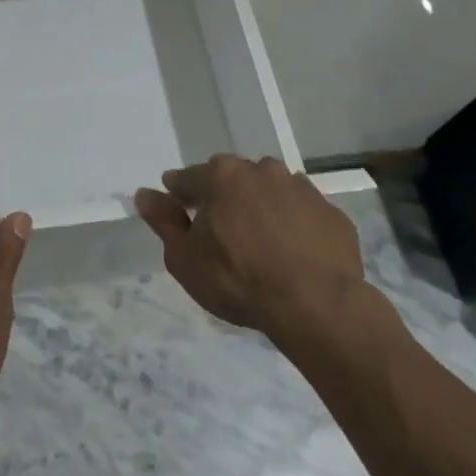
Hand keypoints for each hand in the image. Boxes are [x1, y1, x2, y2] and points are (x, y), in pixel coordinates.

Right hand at [135, 154, 367, 335]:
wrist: (316, 305)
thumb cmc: (238, 280)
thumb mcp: (185, 258)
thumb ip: (163, 222)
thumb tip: (144, 194)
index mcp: (220, 176)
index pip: (187, 177)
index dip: (179, 194)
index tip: (178, 212)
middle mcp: (260, 170)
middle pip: (231, 177)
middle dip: (222, 195)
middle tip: (221, 229)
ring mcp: (300, 188)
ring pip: (270, 189)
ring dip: (260, 205)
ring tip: (259, 240)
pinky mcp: (331, 212)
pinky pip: (302, 211)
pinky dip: (293, 223)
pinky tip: (292, 251)